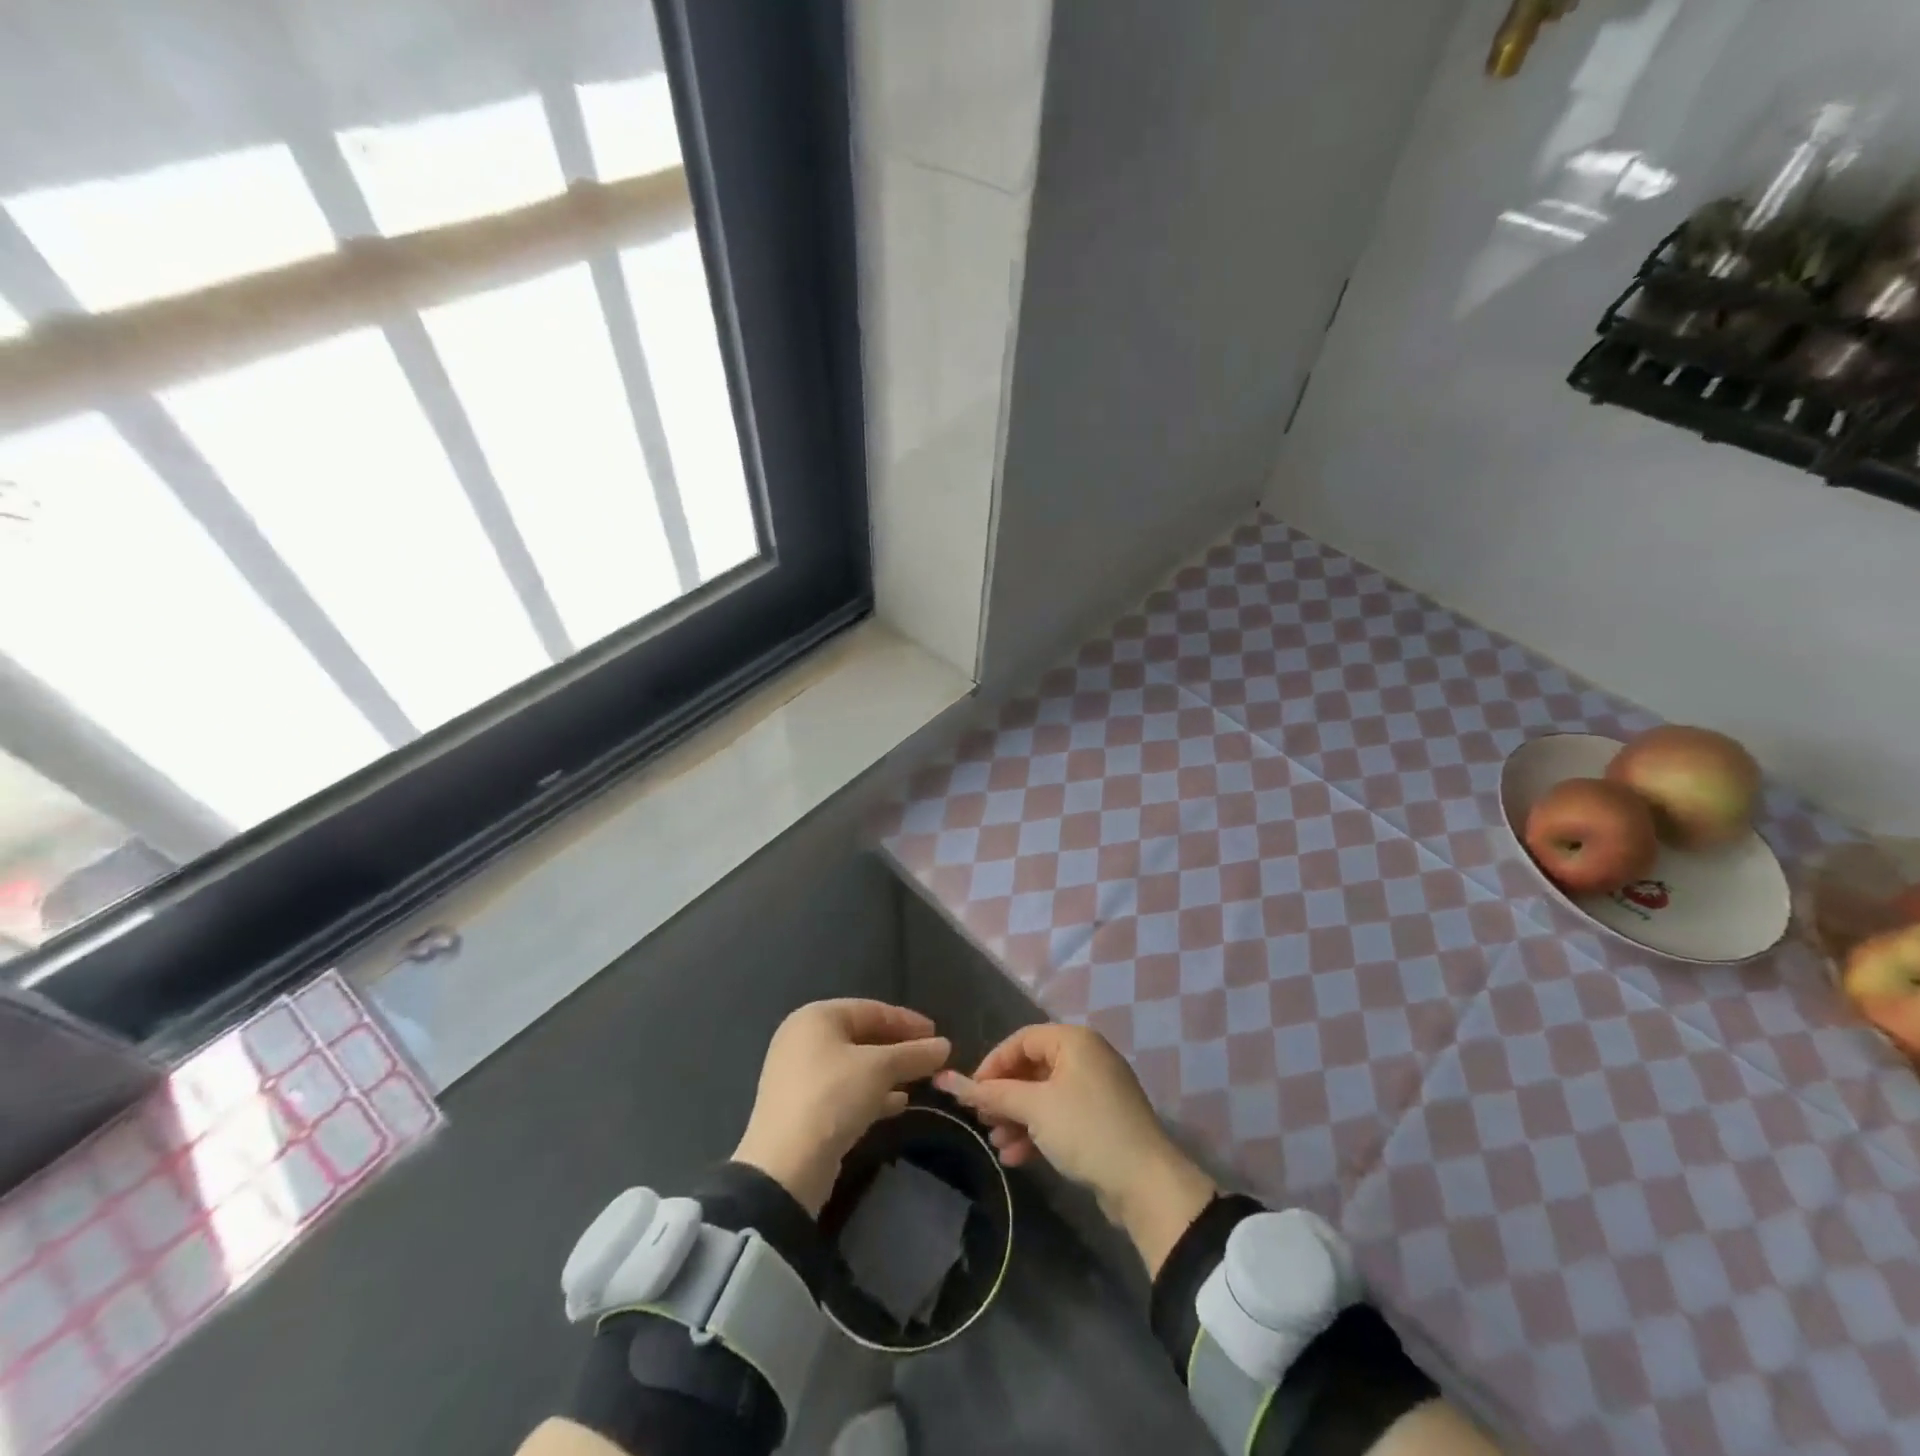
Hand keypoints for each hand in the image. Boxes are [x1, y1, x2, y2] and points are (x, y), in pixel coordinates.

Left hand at [731, 1000, 950, 1215]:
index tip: (937, 1034)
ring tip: (921, 1081)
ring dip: (889, 1073)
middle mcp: (803, 1040)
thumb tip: (944, 1046)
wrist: (786, 1167)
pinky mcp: (803, 1109)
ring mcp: (800, 1076)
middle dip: (899, 1049)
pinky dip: (872, 1094)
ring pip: (855, 1066)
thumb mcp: (879, 1069)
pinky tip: (899, 1104)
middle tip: (931, 1058)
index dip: (907, 1021)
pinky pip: (845, 1091)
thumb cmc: (832, 1097)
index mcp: (816, 1017)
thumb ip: (914, 1054)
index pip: (871, 1009)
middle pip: (862, 1036)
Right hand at [936, 1024, 1215, 1275]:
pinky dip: (1036, 1132)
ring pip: (1044, 1096)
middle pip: (1032, 1068)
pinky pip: (1059, 1116)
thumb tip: (948, 1080)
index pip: (1021, 1040)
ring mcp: (1095, 1090)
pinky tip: (1016, 1156)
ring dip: (1017, 1118)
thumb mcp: (1035, 1108)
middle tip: (981, 1120)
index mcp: (1074, 1041)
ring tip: (997, 1143)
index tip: (970, 1092)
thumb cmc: (1086, 1130)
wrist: (1146, 1183)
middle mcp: (1086, 1057)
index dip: (992, 1064)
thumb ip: (992, 1093)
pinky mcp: (1100, 1121)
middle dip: (1004, 1096)